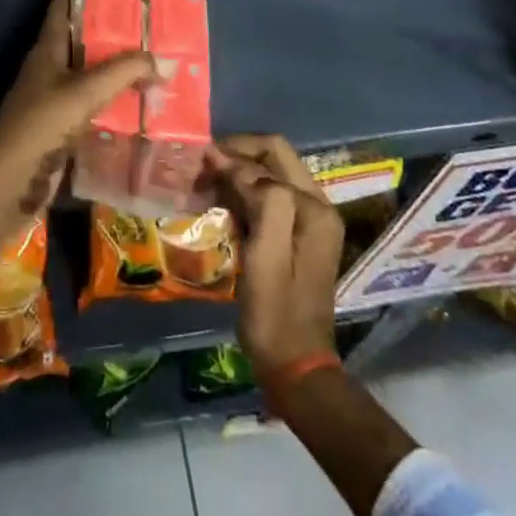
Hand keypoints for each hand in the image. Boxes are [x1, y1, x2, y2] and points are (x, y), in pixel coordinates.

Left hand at [0, 0, 156, 373]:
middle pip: (84, 38)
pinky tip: (144, 102)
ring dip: (119, 65)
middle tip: (153, 16)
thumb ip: (122, 72)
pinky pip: (96, 104)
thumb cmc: (39, 128)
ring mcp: (57, 98)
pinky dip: (117, 99)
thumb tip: (161, 59)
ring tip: (158, 55)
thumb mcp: (82, 94)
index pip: (64, 5)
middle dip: (114, 27)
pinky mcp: (64, 128)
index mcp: (47, 49)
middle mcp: (51, 68)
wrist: (7, 186)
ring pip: (93, 72)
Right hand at [214, 134, 344, 374]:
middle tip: (200, 168)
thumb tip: (229, 159)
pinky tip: (218, 206)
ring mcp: (307, 220)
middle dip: (234, 156)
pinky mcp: (295, 235)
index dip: (234, 150)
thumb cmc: (276, 313)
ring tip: (203, 184)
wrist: (294, 366)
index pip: (271, 152)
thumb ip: (260, 200)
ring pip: (267, 175)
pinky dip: (241, 194)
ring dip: (235, 174)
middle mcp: (316, 205)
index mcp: (313, 207)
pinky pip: (266, 197)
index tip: (199, 160)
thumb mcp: (266, 256)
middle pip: (272, 158)